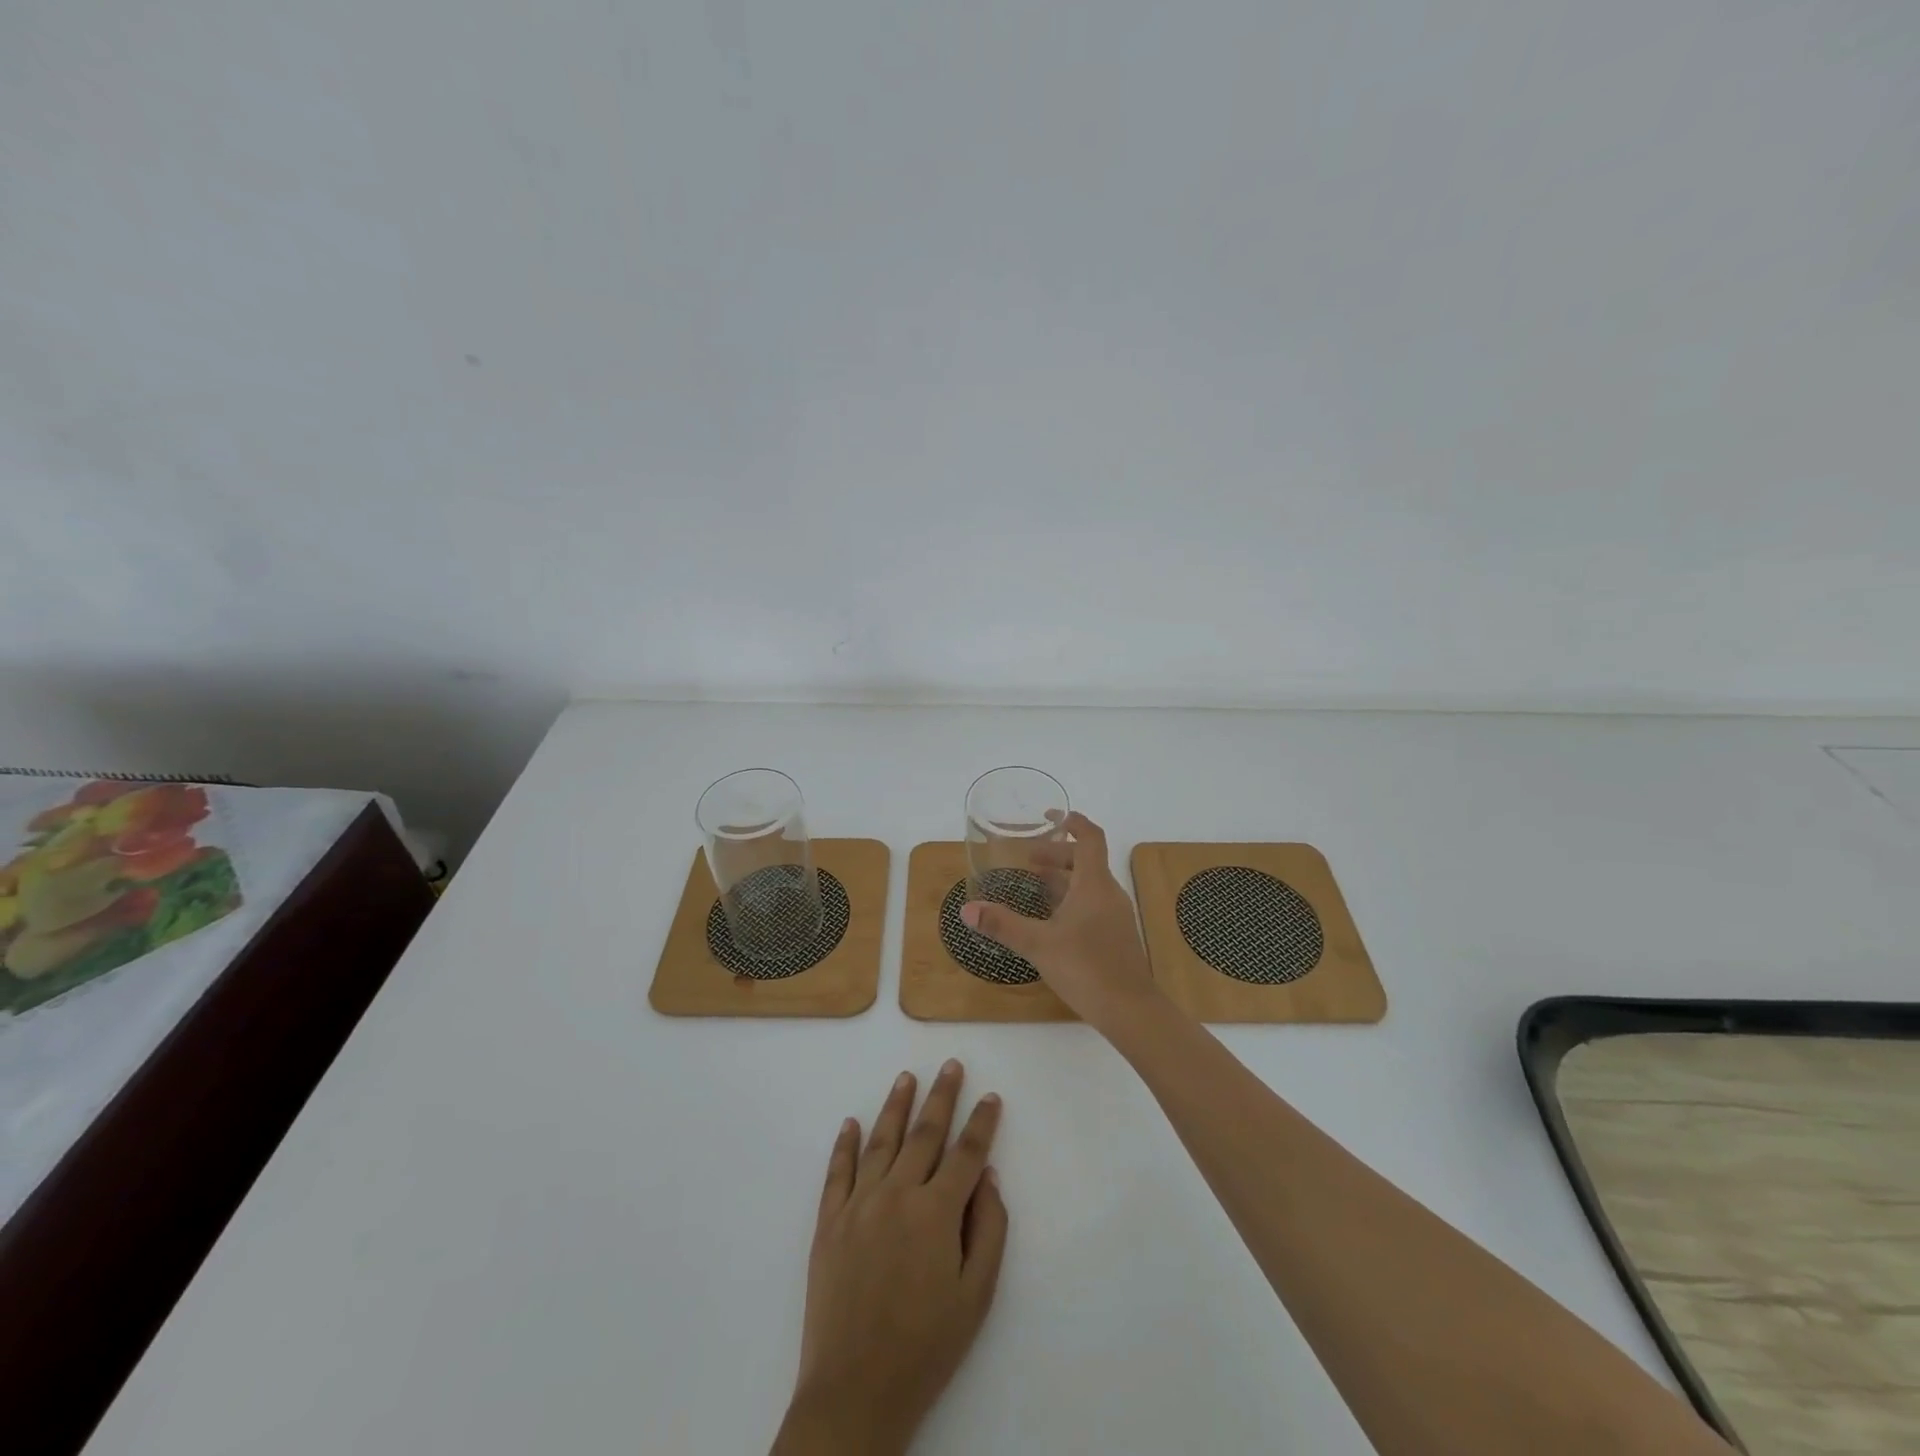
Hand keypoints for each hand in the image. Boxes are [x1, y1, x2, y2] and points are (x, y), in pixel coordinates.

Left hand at [773, 1062, 1007, 1455]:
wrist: (855, 1390)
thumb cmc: (926, 1347)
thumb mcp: (976, 1296)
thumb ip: (988, 1230)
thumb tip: (988, 1176)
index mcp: (936, 1212)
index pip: (966, 1153)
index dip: (982, 1123)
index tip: (991, 1097)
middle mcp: (897, 1194)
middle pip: (924, 1134)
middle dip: (942, 1096)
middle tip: (951, 1065)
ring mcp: (859, 1204)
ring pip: (881, 1141)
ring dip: (896, 1106)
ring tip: (907, 1078)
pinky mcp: (829, 1221)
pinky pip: (837, 1171)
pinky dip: (845, 1144)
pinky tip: (851, 1122)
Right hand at [960, 812, 1158, 1031]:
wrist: (1130, 1010)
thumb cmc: (1086, 968)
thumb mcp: (1038, 944)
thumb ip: (1003, 925)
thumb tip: (967, 909)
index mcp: (1094, 884)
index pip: (1090, 838)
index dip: (1073, 821)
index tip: (1051, 816)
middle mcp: (1109, 893)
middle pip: (1086, 860)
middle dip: (1057, 854)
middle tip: (1028, 859)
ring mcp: (1116, 916)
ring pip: (1089, 884)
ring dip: (1063, 878)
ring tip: (1035, 884)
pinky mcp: (1116, 936)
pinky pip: (1093, 903)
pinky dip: (1071, 899)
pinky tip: (1052, 919)